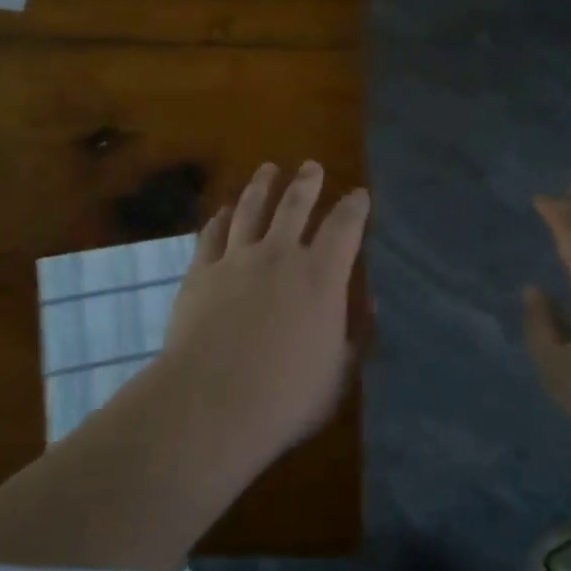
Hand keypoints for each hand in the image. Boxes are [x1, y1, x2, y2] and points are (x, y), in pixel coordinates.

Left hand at [154, 162, 368, 466]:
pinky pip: (212, 234)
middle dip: (306, 182)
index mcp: (321, 276)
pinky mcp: (201, 272)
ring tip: (268, 170)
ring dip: (262, 186)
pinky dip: (220, 219)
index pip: (344, 227)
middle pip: (295, 205)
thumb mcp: (339, 373)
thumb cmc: (286, 397)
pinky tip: (223, 212)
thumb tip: (370, 299)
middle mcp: (279, 255)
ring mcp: (236, 259)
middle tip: (311, 166)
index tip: (359, 194)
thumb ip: (355, 332)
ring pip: (251, 209)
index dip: (354, 207)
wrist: (211, 403)